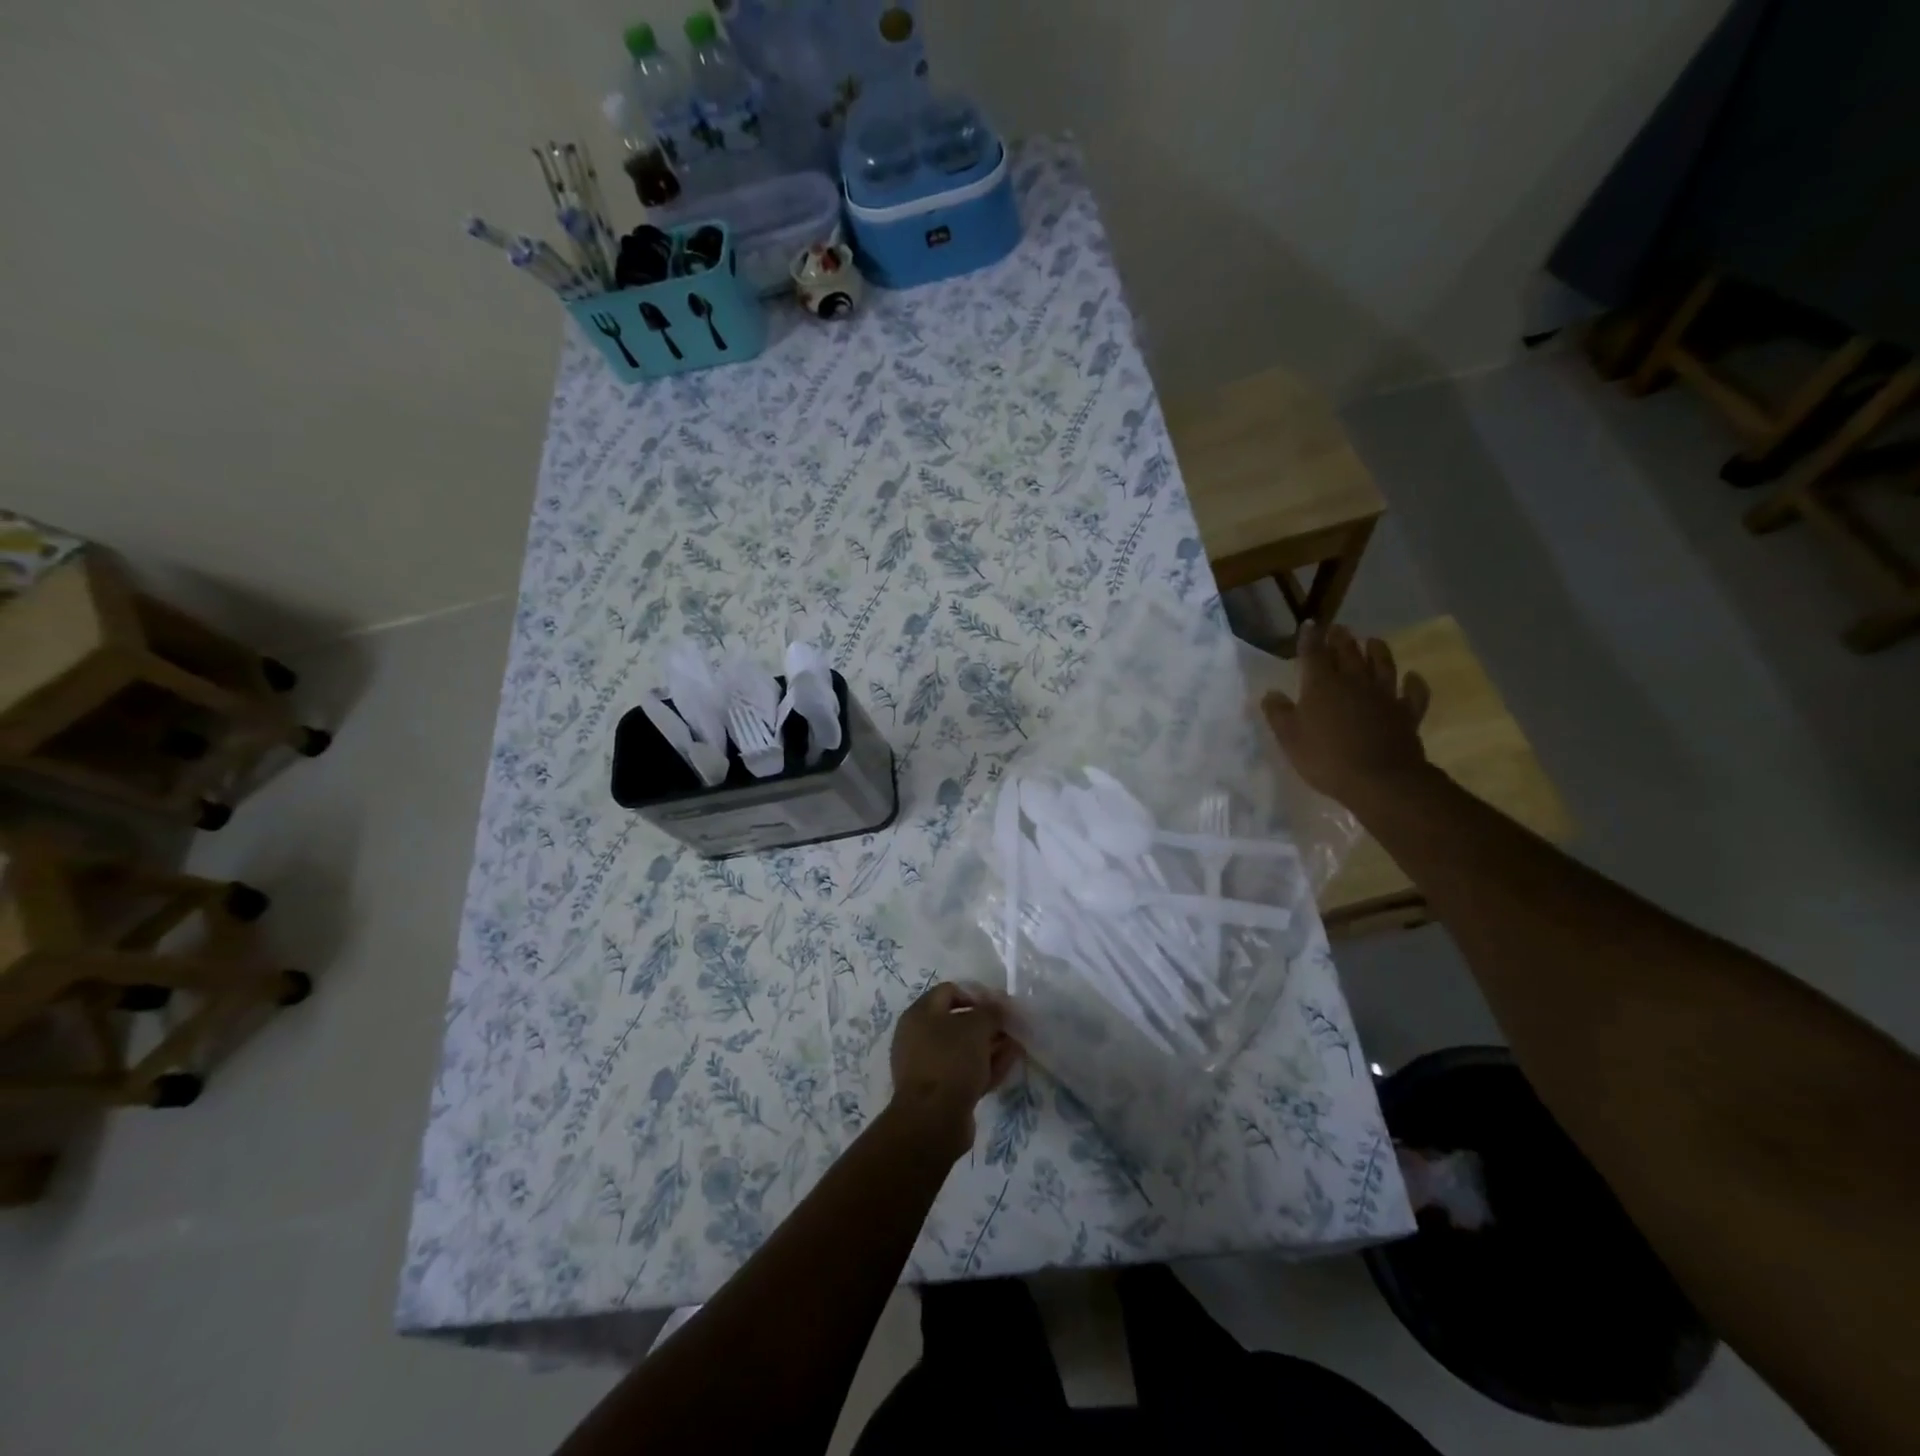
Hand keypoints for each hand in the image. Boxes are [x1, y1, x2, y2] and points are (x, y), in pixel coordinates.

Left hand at [887, 982, 1021, 1160]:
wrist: (933, 1120)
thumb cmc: (951, 1061)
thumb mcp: (976, 1027)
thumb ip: (992, 1012)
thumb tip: (1000, 1006)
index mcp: (920, 1014)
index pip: (950, 991)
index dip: (977, 994)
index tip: (1000, 1005)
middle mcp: (919, 1036)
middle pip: (958, 1022)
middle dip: (988, 1024)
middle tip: (1011, 1028)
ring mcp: (928, 1066)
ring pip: (964, 1049)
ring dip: (990, 1046)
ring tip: (1017, 1046)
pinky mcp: (939, 1091)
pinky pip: (965, 1071)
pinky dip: (985, 1066)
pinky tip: (1008, 1065)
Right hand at [1263, 622, 1432, 809]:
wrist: (1379, 780)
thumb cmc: (1326, 758)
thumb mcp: (1290, 738)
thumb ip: (1279, 713)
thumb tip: (1272, 693)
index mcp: (1321, 685)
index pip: (1313, 654)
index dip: (1310, 638)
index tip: (1309, 625)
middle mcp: (1354, 682)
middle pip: (1348, 653)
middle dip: (1341, 639)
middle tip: (1339, 629)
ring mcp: (1384, 696)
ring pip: (1382, 665)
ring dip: (1377, 650)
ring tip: (1373, 641)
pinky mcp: (1406, 713)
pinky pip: (1413, 693)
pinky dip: (1414, 683)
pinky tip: (1413, 677)